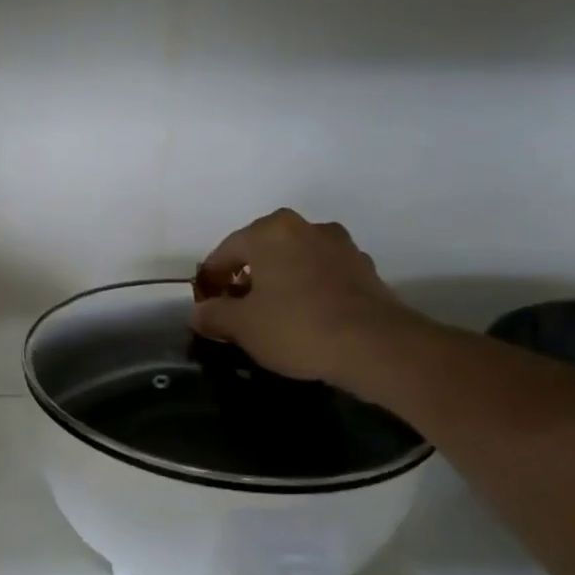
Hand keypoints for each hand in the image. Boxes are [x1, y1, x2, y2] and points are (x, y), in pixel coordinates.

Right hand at [192, 210, 428, 391]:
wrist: (377, 346)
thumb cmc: (296, 327)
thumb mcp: (242, 326)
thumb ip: (213, 315)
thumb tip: (198, 312)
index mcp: (270, 231)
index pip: (225, 251)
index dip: (211, 279)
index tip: (206, 305)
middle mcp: (306, 228)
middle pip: (262, 252)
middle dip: (247, 278)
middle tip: (236, 311)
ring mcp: (341, 246)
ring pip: (295, 262)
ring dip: (279, 283)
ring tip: (272, 317)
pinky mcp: (365, 270)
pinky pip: (322, 276)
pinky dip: (308, 292)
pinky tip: (305, 320)